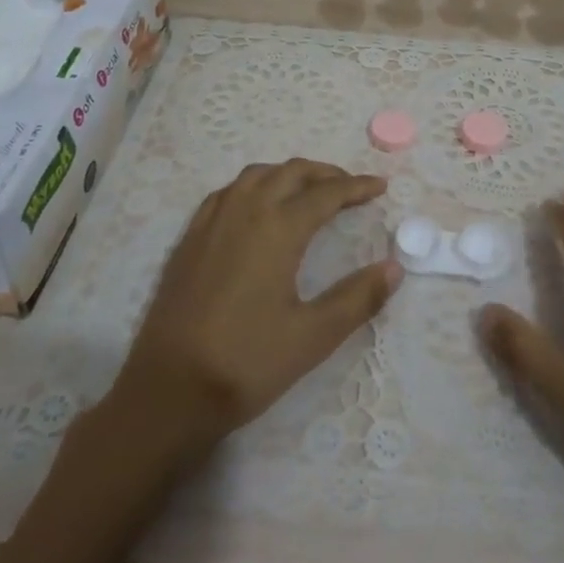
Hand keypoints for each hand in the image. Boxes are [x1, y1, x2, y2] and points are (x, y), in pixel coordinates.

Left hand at [107, 158, 400, 462]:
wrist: (169, 390)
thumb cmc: (247, 362)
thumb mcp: (313, 336)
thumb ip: (357, 298)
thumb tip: (394, 268)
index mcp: (278, 227)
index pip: (326, 194)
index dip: (357, 187)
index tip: (380, 187)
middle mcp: (245, 210)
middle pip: (291, 172)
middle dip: (325, 173)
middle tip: (350, 188)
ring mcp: (212, 220)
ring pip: (257, 175)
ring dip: (288, 174)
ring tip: (308, 190)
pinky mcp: (190, 237)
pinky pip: (228, 192)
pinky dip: (254, 185)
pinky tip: (257, 207)